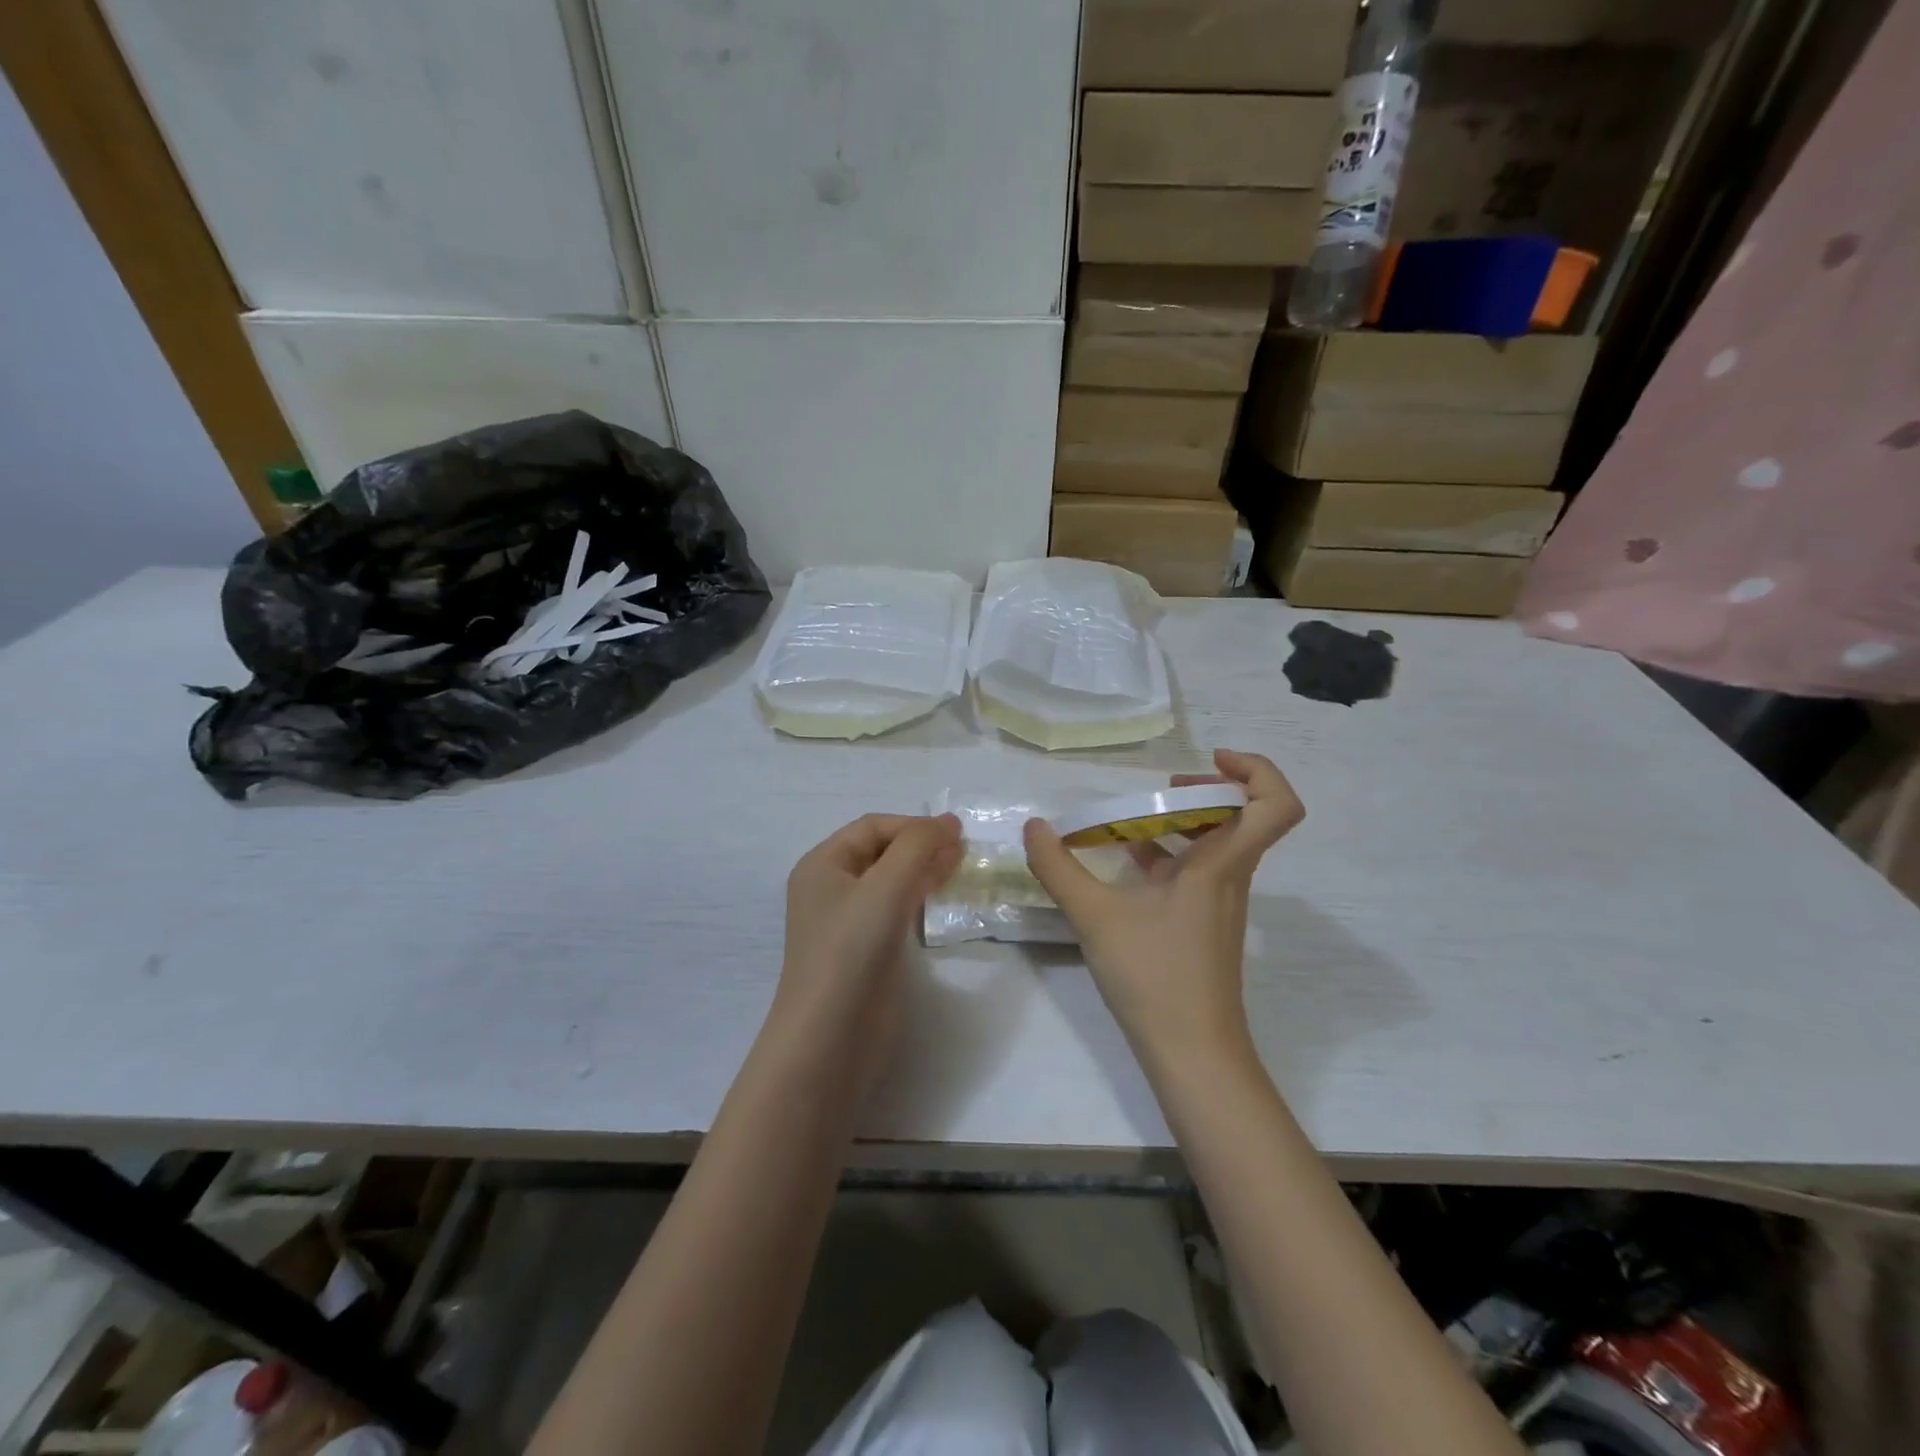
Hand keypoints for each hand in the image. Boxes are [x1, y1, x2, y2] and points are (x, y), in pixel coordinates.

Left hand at [770, 813, 962, 1093]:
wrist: (831, 1038)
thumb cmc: (850, 950)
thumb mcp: (885, 887)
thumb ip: (917, 846)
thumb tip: (949, 822)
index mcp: (822, 864)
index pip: (873, 827)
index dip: (913, 825)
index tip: (956, 833)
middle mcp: (832, 888)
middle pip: (883, 852)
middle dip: (922, 845)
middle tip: (966, 849)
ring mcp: (849, 922)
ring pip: (892, 881)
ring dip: (925, 870)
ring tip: (962, 867)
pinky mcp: (868, 951)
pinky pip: (897, 911)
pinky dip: (921, 898)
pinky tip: (945, 898)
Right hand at [1024, 750, 1303, 1074]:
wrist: (1192, 1054)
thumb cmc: (1155, 976)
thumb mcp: (1095, 916)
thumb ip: (1058, 868)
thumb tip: (1033, 827)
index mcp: (1221, 864)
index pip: (1277, 805)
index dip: (1256, 770)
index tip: (1209, 762)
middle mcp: (1230, 876)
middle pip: (1242, 815)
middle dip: (1203, 790)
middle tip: (1161, 789)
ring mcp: (1219, 902)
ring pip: (1215, 843)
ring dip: (1179, 822)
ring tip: (1128, 820)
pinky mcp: (1203, 924)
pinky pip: (1194, 871)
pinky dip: (1165, 856)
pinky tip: (1122, 863)